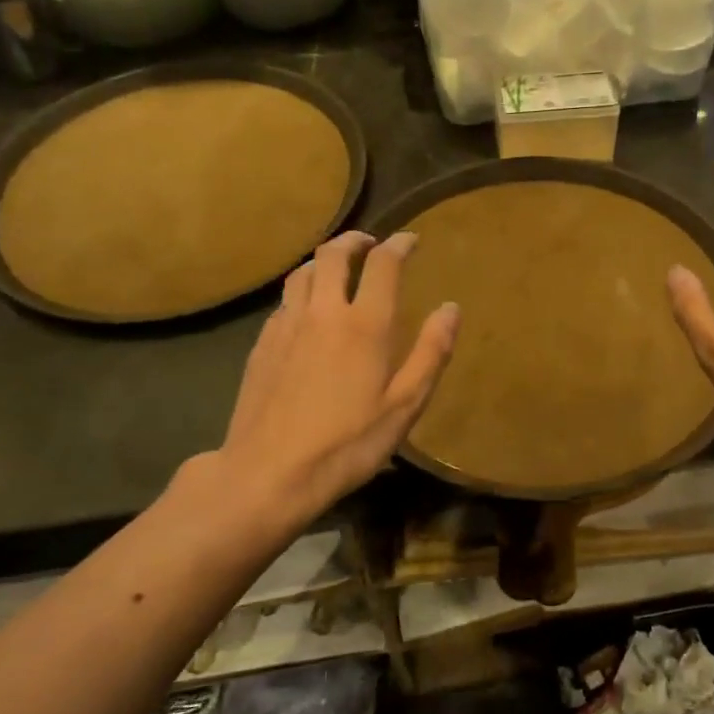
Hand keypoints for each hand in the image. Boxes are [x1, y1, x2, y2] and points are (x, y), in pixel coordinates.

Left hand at [195, 231, 459, 525]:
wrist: (269, 473)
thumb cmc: (348, 444)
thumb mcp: (404, 406)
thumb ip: (431, 352)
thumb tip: (451, 308)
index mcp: (364, 325)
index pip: (383, 264)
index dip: (399, 244)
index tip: (410, 240)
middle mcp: (323, 312)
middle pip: (333, 254)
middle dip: (355, 240)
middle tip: (370, 243)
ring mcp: (286, 326)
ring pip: (302, 272)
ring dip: (323, 260)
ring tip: (337, 267)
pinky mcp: (262, 344)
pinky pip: (284, 301)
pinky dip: (302, 291)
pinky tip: (307, 311)